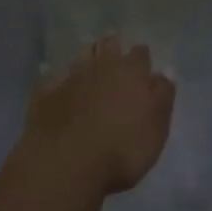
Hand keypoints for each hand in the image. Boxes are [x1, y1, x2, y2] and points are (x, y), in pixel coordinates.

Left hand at [24, 36, 176, 194]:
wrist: (66, 165)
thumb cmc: (121, 150)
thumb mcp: (156, 128)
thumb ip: (163, 96)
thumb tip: (165, 72)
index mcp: (132, 71)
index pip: (140, 53)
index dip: (141, 60)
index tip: (142, 69)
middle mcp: (103, 65)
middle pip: (110, 45)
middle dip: (113, 48)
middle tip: (115, 58)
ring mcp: (72, 76)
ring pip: (82, 55)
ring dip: (88, 56)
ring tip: (90, 64)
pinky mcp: (47, 92)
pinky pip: (53, 76)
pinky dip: (58, 77)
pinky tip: (57, 82)